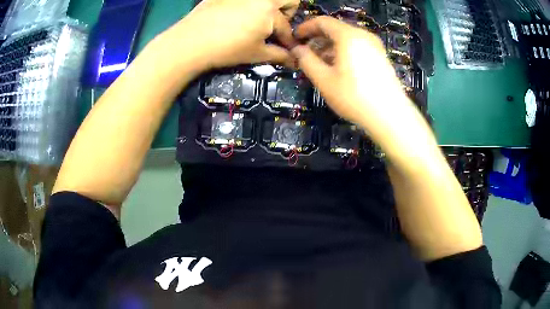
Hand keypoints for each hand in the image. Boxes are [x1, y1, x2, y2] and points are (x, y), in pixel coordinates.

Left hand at [166, 0, 298, 70]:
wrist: (190, 42)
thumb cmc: (227, 49)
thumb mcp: (256, 54)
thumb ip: (279, 55)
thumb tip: (294, 60)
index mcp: (269, 10)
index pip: (286, 27)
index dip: (288, 40)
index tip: (287, 48)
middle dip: (287, 12)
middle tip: (274, 26)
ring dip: (268, 8)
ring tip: (256, 21)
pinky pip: (245, 0)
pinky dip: (247, 6)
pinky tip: (235, 17)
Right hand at [291, 17, 421, 142]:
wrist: (391, 116)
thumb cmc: (354, 97)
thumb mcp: (324, 80)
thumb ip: (307, 60)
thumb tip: (297, 49)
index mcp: (348, 36)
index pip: (322, 21)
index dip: (305, 27)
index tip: (295, 38)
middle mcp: (363, 35)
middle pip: (335, 29)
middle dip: (317, 38)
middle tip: (305, 53)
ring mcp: (375, 45)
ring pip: (347, 38)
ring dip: (330, 46)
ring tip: (319, 62)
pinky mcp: (380, 57)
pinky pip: (357, 46)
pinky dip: (343, 52)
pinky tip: (338, 68)